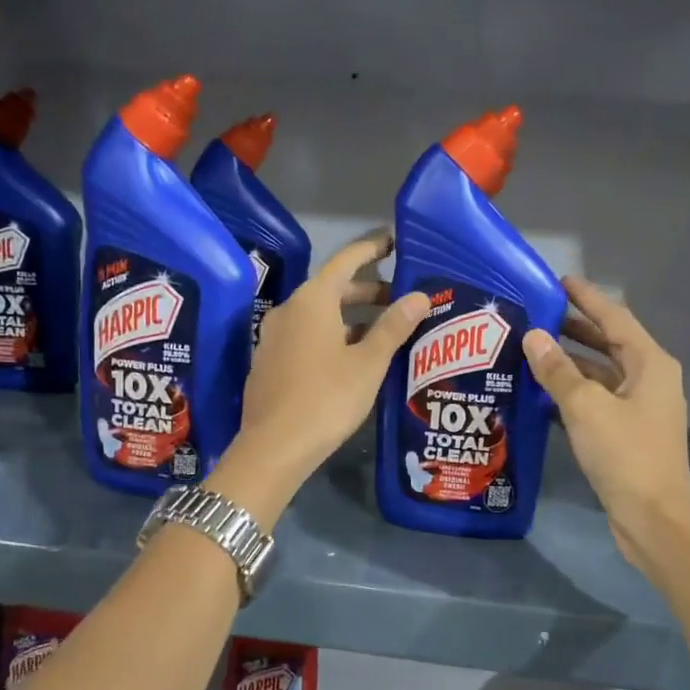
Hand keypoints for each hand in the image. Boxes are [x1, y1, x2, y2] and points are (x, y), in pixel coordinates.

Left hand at [225, 232, 428, 510]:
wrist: (274, 448)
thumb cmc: (327, 398)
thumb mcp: (368, 363)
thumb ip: (394, 327)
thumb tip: (419, 296)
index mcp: (312, 301)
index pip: (346, 260)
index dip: (372, 249)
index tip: (395, 242)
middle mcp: (289, 310)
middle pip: (333, 289)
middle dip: (368, 291)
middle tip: (401, 299)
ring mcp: (274, 337)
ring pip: (320, 316)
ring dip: (352, 318)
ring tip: (384, 332)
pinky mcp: (270, 362)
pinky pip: (307, 336)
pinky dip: (333, 336)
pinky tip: (353, 358)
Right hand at [522, 278, 689, 570]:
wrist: (653, 517)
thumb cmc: (625, 454)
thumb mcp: (586, 407)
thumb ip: (557, 370)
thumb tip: (534, 336)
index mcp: (650, 364)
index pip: (614, 318)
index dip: (586, 298)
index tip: (558, 281)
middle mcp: (649, 379)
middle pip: (608, 344)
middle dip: (575, 328)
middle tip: (537, 314)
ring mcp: (640, 408)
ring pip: (601, 373)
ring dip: (570, 362)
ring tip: (532, 349)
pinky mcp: (627, 433)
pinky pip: (597, 400)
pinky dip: (573, 391)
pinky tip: (542, 392)